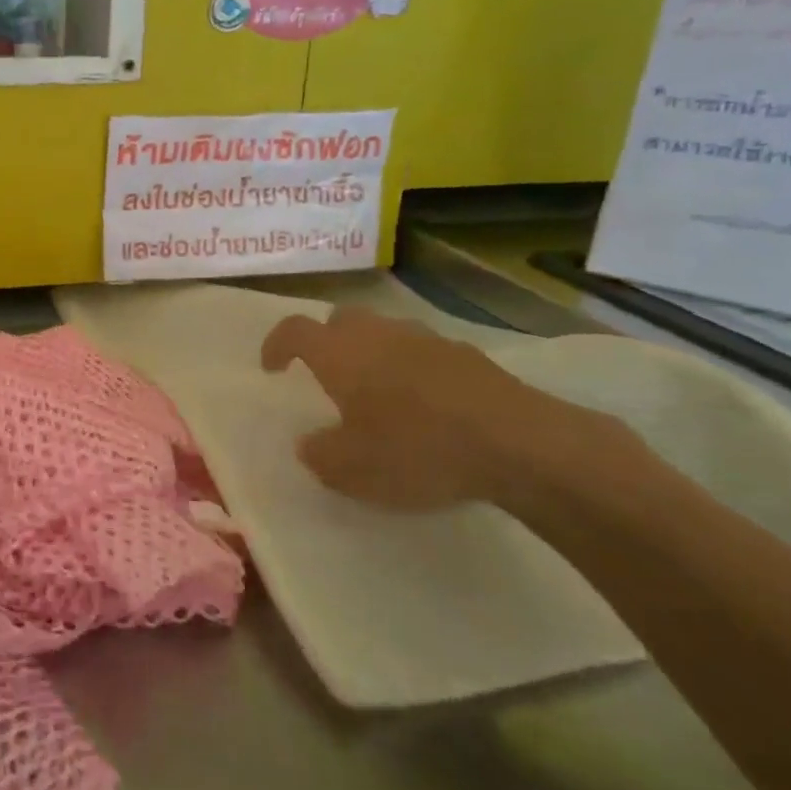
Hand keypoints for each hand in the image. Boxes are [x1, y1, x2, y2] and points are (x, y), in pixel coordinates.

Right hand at [261, 308, 614, 512]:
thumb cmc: (416, 450)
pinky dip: (413, 369)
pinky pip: (424, 352)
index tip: (273, 367)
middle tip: (328, 375)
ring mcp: (427, 340)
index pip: (294, 330)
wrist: (517, 443)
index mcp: (340, 353)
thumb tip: (310, 445)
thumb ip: (319, 455)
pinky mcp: (469, 355)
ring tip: (380, 393)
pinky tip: (428, 407)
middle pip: (341, 319)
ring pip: (385, 332)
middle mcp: (378, 334)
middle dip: (327, 341)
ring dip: (373, 353)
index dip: (276, 344)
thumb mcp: (352, 470)